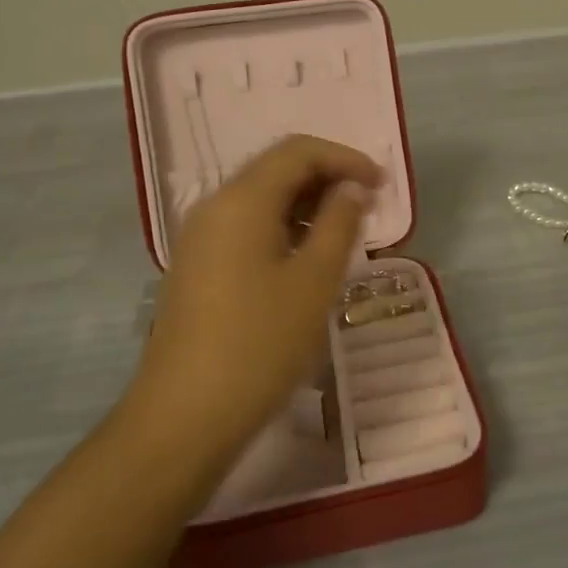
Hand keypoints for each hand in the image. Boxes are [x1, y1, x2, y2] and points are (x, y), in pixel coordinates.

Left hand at [128, 134, 381, 458]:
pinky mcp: (197, 269)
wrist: (185, 416)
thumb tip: (351, 188)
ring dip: (306, 206)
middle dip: (326, 179)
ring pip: (260, 201)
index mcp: (241, 200)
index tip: (382, 185)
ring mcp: (199, 240)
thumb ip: (339, 224)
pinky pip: (245, 229)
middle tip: (368, 207)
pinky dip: (282, 230)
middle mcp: (213, 208)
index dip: (345, 158)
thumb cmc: (260, 344)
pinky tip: (306, 261)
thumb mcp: (314, 282)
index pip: (297, 151)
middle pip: (275, 170)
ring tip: (344, 235)